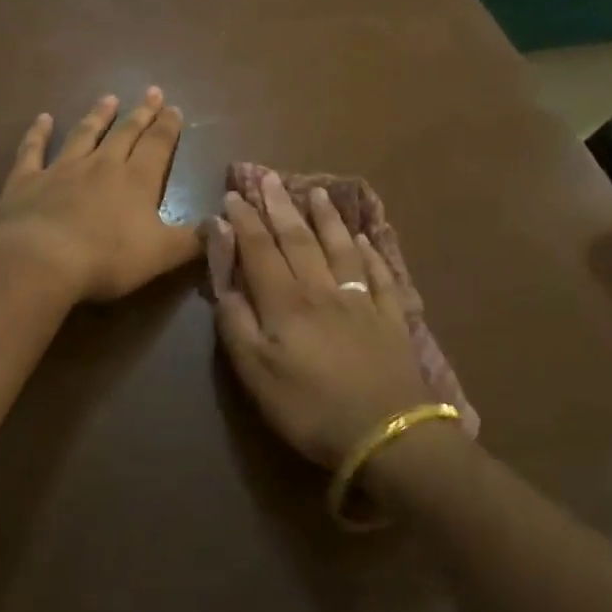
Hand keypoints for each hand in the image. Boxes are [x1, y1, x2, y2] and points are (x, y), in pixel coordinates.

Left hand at [0, 88, 199, 302]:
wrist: (41, 261)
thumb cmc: (107, 259)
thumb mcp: (162, 255)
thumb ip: (195, 240)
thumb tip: (223, 224)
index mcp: (137, 181)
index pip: (158, 146)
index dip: (168, 127)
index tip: (175, 108)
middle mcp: (102, 165)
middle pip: (126, 133)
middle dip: (141, 113)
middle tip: (152, 92)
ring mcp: (62, 169)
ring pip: (84, 134)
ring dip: (98, 116)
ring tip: (109, 98)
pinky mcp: (27, 180)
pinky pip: (33, 150)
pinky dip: (38, 133)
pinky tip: (42, 119)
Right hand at [213, 173, 430, 468]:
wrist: (387, 434)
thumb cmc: (310, 408)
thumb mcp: (255, 373)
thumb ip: (236, 321)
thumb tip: (222, 275)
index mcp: (285, 303)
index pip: (259, 250)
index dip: (244, 221)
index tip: (233, 196)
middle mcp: (322, 290)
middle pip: (298, 239)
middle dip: (280, 207)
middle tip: (269, 178)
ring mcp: (360, 300)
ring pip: (339, 248)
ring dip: (326, 219)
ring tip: (317, 192)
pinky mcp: (390, 317)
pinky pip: (378, 275)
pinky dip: (369, 253)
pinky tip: (364, 239)